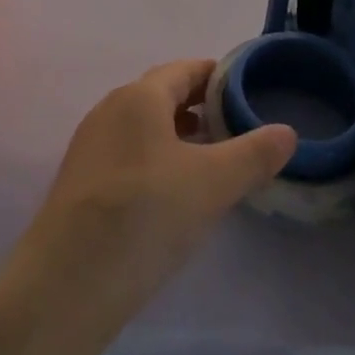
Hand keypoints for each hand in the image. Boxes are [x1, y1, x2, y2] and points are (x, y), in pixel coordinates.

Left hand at [0, 60, 294, 354]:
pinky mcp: (80, 180)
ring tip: (210, 160)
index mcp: (139, 97)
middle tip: (235, 127)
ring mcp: (90, 145)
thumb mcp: (211, 185)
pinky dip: (155, 158)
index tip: (245, 91)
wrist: (66, 284)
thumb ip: (253, 155)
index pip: (184, 70)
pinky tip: (171, 192)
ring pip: (143, 126)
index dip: (216, 75)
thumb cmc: (144, 216)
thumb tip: (288, 132)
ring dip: (177, 134)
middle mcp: (110, 109)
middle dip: (199, 106)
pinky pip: (127, 152)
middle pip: (162, 94)